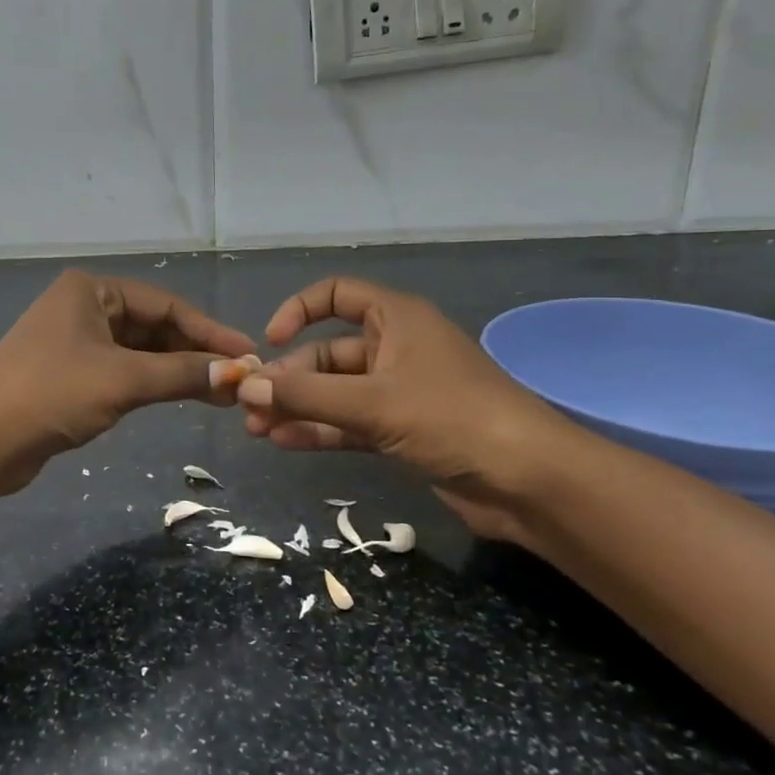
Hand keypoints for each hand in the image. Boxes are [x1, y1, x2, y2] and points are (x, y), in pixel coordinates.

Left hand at [0, 270, 258, 495]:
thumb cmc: (52, 393)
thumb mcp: (123, 379)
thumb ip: (182, 374)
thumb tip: (236, 374)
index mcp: (92, 290)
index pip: (165, 304)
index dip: (209, 331)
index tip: (248, 354)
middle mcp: (83, 308)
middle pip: (153, 326)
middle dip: (194, 353)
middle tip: (236, 379)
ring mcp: (73, 342)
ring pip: (138, 352)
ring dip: (175, 371)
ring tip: (219, 393)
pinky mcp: (68, 376)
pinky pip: (121, 372)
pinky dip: (150, 384)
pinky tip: (179, 397)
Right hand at [236, 277, 582, 545]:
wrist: (528, 481)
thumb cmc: (452, 418)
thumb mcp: (373, 402)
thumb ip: (306, 395)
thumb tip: (246, 385)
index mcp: (395, 319)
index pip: (336, 294)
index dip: (298, 310)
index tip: (269, 342)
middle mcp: (394, 348)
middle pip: (327, 353)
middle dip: (288, 378)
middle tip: (249, 407)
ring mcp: (398, 392)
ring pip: (335, 392)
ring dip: (297, 407)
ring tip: (256, 428)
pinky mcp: (402, 430)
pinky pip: (349, 422)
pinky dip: (319, 430)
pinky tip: (284, 443)